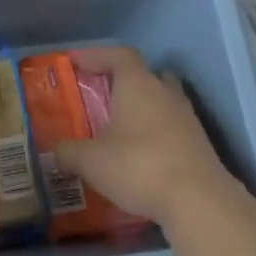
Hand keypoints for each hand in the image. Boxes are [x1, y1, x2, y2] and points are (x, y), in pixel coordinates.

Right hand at [53, 46, 241, 226]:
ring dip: (144, 107)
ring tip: (122, 127)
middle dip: (125, 81)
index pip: (119, 55)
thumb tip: (55, 152)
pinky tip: (143, 154)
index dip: (97, 55)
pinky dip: (157, 132)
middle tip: (105, 94)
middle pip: (147, 74)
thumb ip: (69, 152)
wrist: (198, 200)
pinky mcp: (199, 143)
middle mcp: (165, 93)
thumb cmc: (139, 166)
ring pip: (163, 100)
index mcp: (137, 85)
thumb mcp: (92, 162)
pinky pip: (173, 126)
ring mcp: (187, 117)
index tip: (77, 62)